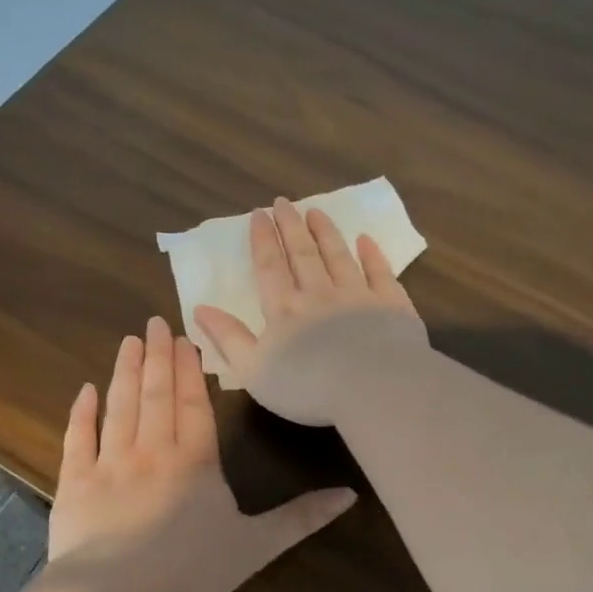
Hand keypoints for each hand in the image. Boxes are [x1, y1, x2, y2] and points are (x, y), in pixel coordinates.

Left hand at [47, 316, 356, 591]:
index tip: (183, 338)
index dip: (189, 369)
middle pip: (156, 394)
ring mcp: (110, 463)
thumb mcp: (257, 545)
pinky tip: (84, 390)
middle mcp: (153, 450)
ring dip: (124, 371)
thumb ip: (301, 518)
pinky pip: (78, 439)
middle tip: (154, 322)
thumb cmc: (192, 567)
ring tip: (128, 341)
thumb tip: (350, 495)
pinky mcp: (75, 483)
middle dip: (157, 356)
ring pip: (120, 406)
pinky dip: (82, 413)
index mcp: (195, 460)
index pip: (193, 403)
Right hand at [193, 198, 427, 426]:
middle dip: (291, 227)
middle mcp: (320, 293)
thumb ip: (228, 338)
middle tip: (283, 202)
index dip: (263, 240)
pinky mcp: (391, 305)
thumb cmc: (308, 388)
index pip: (270, 267)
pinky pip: (380, 272)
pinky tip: (366, 240)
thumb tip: (200, 308)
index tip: (258, 215)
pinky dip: (372, 255)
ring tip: (317, 211)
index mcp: (285, 309)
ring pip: (339, 256)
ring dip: (326, 233)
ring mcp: (358, 296)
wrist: (373, 389)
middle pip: (303, 253)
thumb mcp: (254, 371)